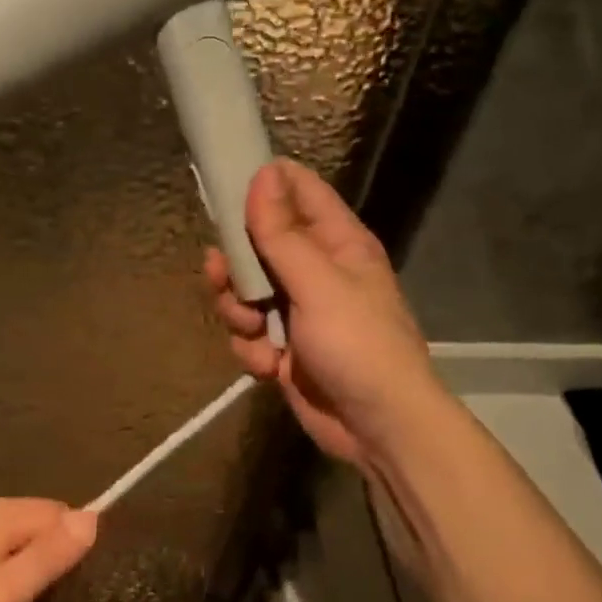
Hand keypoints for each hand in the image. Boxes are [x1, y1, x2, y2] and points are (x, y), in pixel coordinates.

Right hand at [205, 159, 440, 469]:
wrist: (378, 428)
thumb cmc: (358, 344)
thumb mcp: (318, 284)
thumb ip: (282, 233)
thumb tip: (262, 173)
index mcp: (336, 242)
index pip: (296, 189)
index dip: (261, 186)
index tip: (224, 195)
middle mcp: (315, 269)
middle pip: (257, 242)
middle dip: (236, 264)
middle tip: (223, 275)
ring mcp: (297, 310)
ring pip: (244, 291)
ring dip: (240, 312)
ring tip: (255, 331)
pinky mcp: (283, 347)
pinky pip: (248, 333)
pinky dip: (252, 349)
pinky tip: (269, 366)